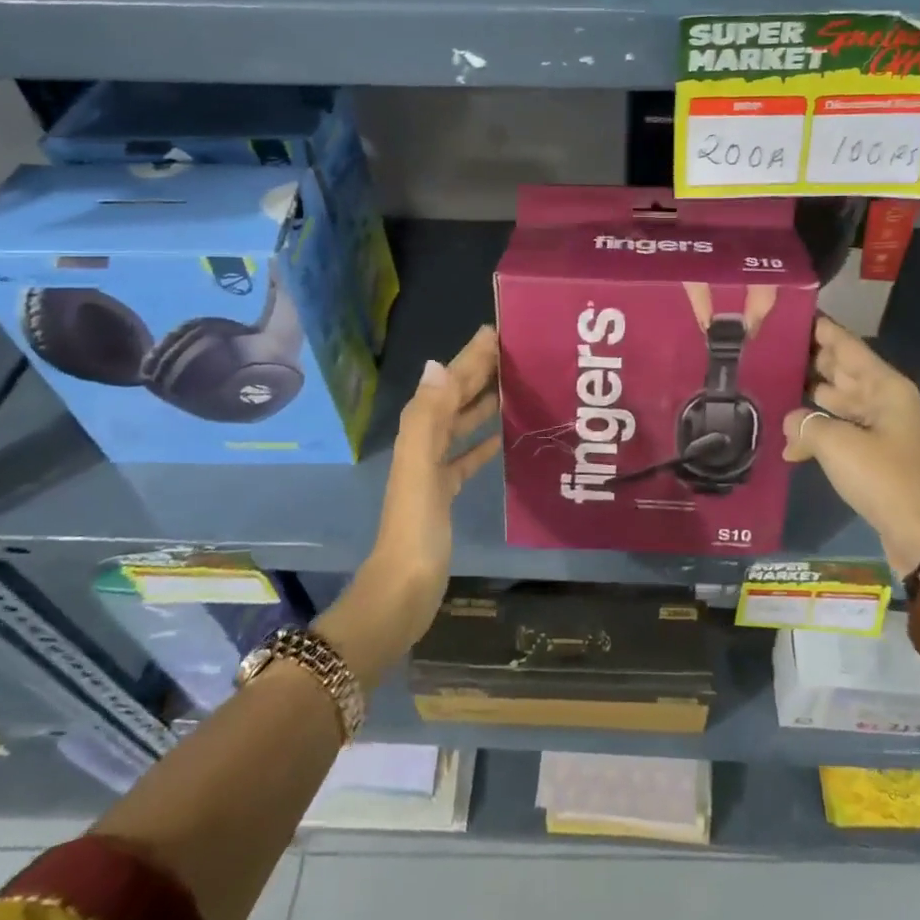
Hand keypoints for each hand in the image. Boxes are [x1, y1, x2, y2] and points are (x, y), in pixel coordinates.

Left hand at [372, 324, 500, 627]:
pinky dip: (482, 442)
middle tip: (512, 350)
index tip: (495, 332)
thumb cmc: (416, 527)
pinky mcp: (445, 493)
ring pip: (461, 425)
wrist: (405, 587)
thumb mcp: (421, 468)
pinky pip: (466, 457)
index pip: (447, 385)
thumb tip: (437, 364)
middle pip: (453, 399)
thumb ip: (428, 418)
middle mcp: (423, 444)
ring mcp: (433, 470)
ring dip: (482, 402)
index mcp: (418, 434)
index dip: (468, 358)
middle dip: (477, 373)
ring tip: (514, 384)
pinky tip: (502, 437)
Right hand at [783, 316, 919, 576]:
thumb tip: (790, 422)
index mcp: (884, 386)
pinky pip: (836, 431)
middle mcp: (882, 399)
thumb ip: (805, 424)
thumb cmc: (882, 477)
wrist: (918, 533)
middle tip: (766, 350)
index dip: (819, 328)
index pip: (846, 345)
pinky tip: (787, 448)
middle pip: (839, 370)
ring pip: (834, 401)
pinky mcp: (869, 453)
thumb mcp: (836, 445)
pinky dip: (815, 436)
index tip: (788, 313)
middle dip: (807, 361)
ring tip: (767, 390)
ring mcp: (876, 427)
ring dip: (806, 401)